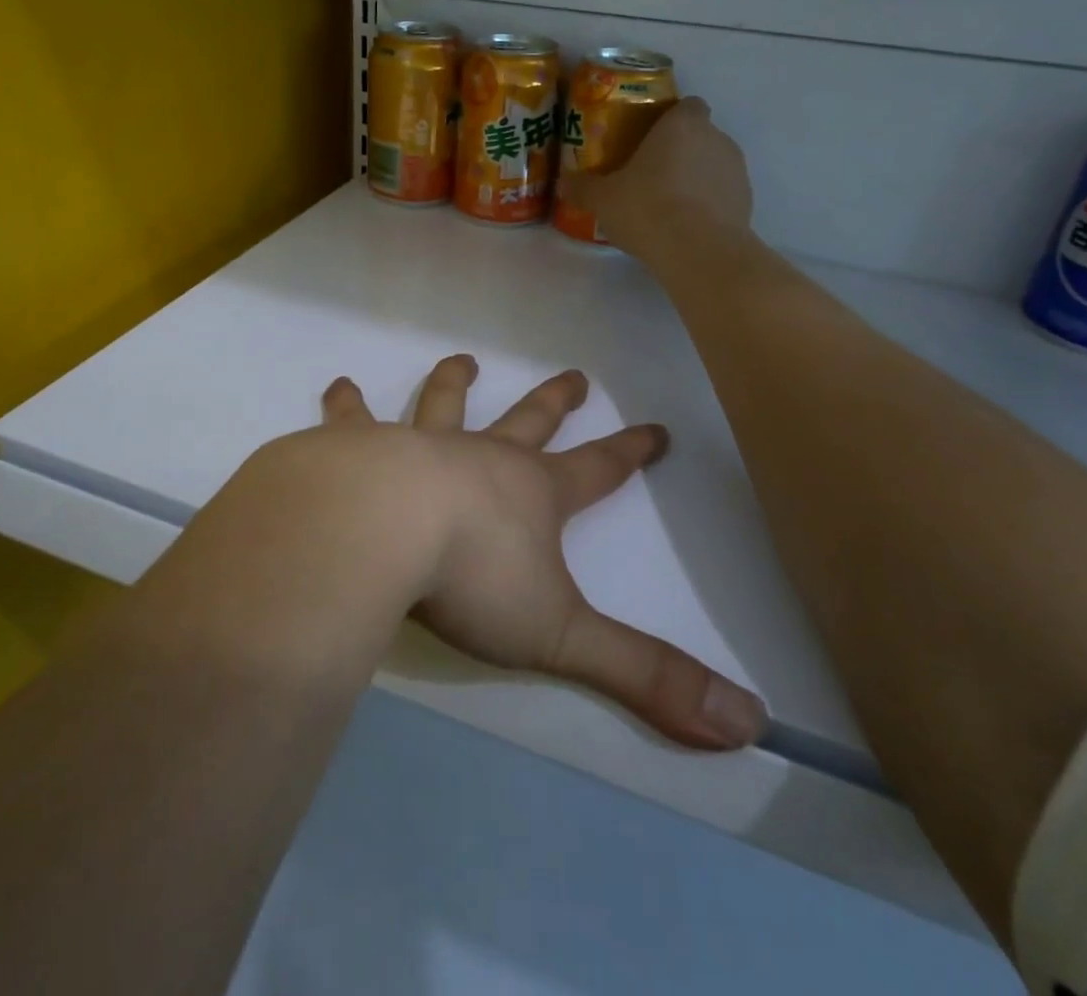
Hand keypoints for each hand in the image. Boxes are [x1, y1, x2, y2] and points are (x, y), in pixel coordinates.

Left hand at [280, 355, 765, 750]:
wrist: (376, 530)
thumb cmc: (469, 578)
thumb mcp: (562, 636)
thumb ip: (645, 676)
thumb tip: (746, 726)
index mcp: (532, 494)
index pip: (597, 470)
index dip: (630, 452)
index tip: (656, 428)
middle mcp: (479, 457)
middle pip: (528, 421)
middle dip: (554, 400)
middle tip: (574, 374)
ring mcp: (416, 446)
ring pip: (442, 404)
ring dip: (454, 382)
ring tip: (463, 359)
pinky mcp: (356, 449)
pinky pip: (353, 419)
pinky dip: (347, 404)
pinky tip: (339, 387)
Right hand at [559, 96, 754, 259]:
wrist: (699, 252)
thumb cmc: (648, 208)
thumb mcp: (602, 199)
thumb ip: (583, 187)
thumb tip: (564, 183)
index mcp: (682, 125)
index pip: (687, 105)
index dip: (670, 118)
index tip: (649, 137)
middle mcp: (716, 139)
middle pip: (699, 135)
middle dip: (678, 151)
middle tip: (649, 174)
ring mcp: (737, 171)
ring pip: (712, 165)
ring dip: (695, 178)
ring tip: (667, 205)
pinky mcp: (746, 203)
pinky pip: (722, 194)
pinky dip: (708, 204)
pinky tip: (685, 226)